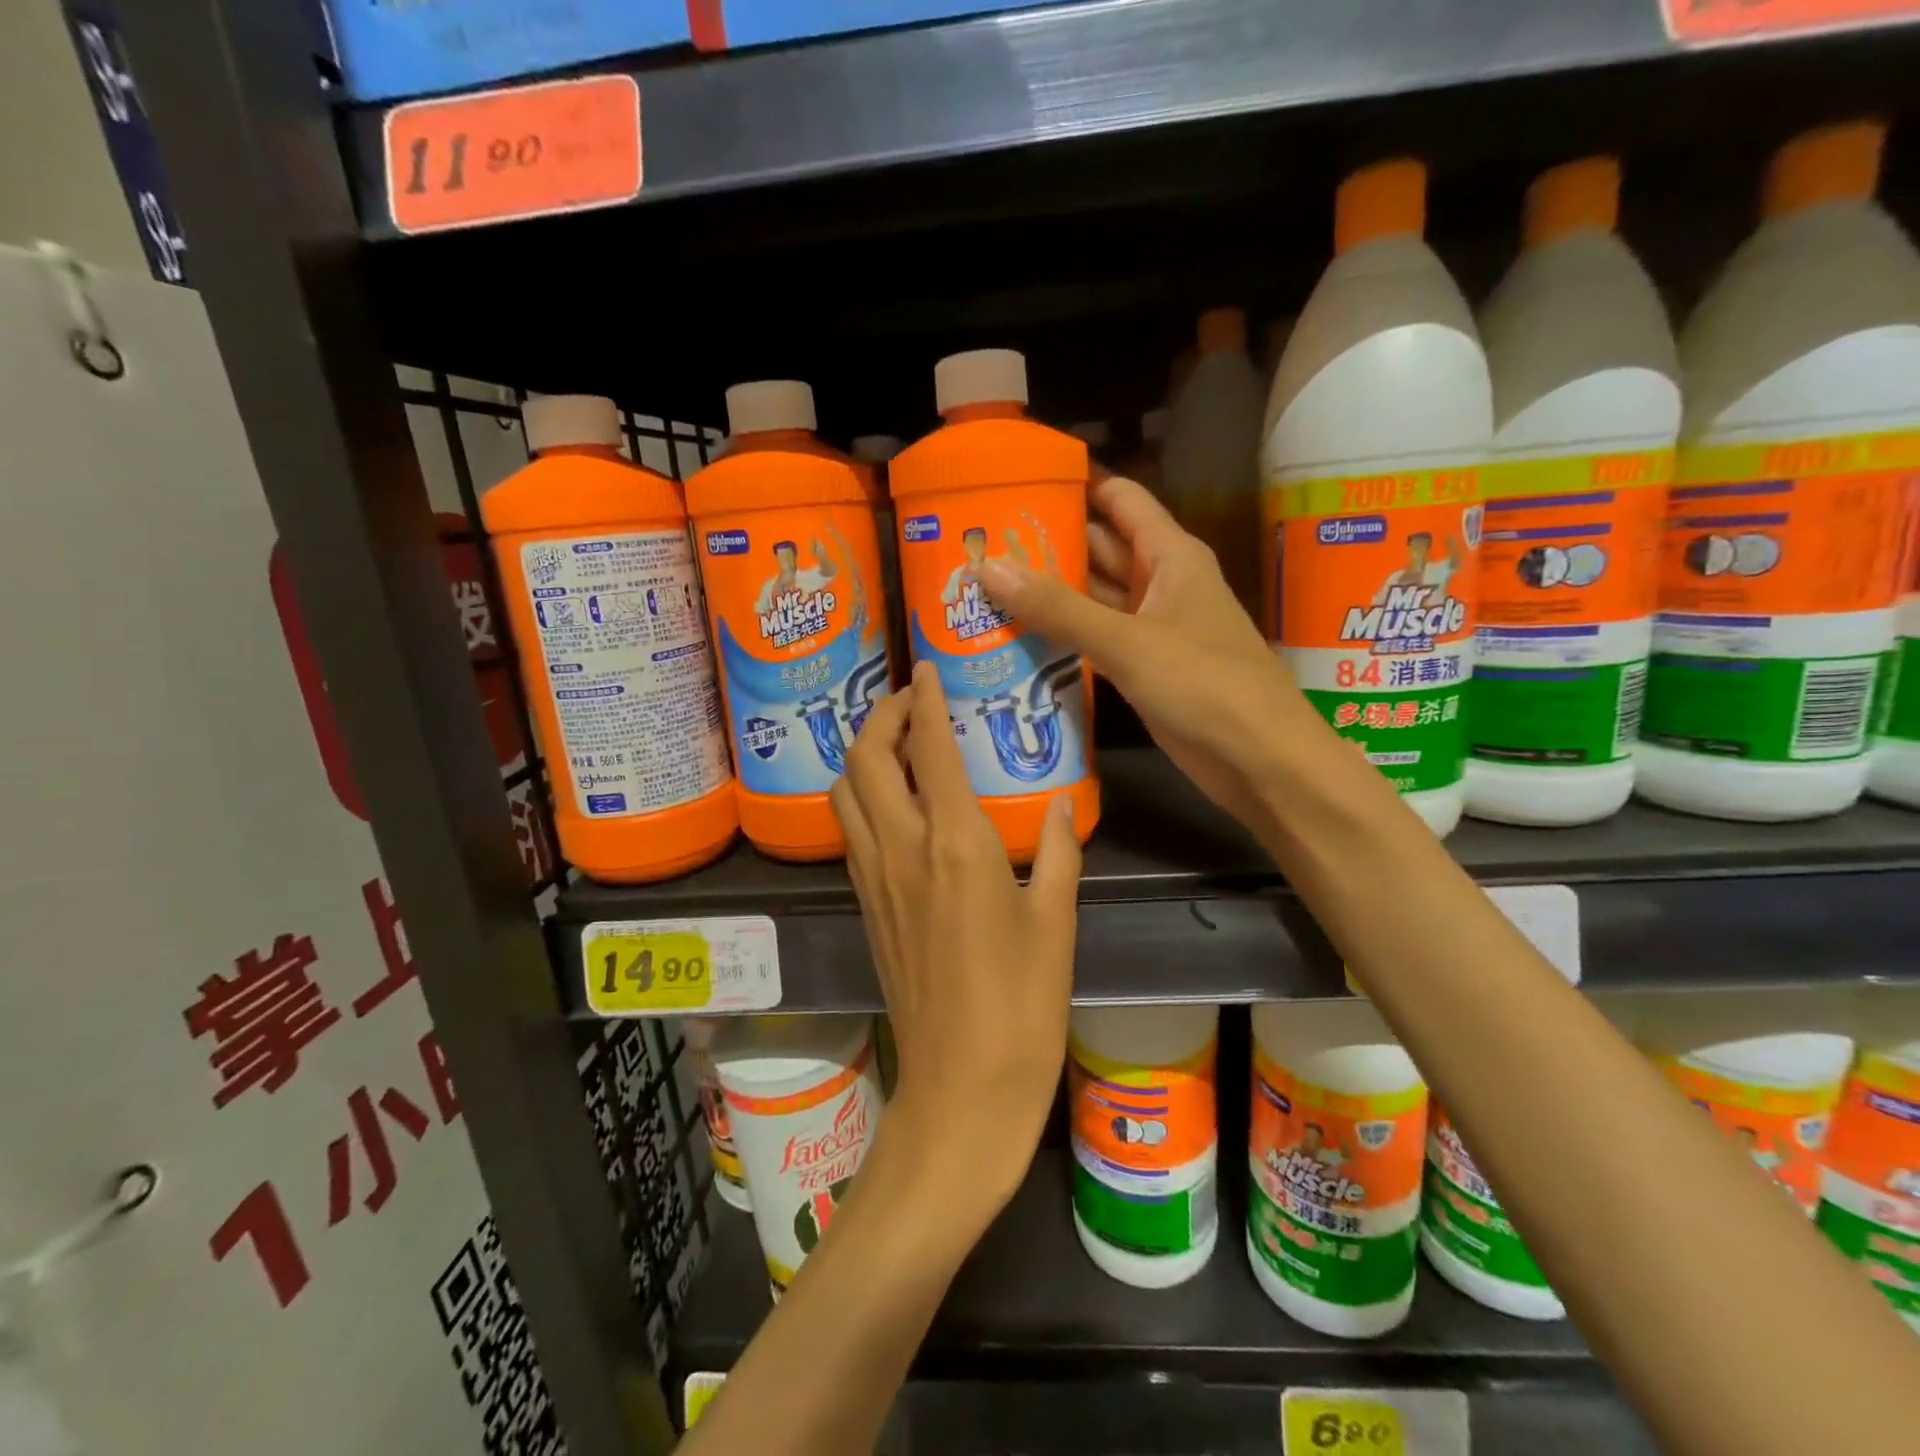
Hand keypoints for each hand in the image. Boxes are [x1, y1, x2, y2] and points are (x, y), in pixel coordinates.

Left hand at [830, 661, 1081, 1219]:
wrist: (960, 1090)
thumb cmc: (1021, 1008)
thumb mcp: (1055, 923)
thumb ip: (1059, 852)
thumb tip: (1063, 802)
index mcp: (955, 846)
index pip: (929, 750)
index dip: (925, 701)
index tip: (927, 668)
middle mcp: (902, 851)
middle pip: (865, 760)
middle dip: (881, 716)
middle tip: (910, 702)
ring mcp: (874, 880)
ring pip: (845, 793)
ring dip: (861, 754)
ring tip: (896, 743)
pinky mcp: (865, 907)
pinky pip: (851, 831)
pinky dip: (860, 795)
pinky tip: (892, 801)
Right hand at [978, 475, 1323, 828]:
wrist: (1259, 760)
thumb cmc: (1205, 684)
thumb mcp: (1127, 641)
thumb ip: (1058, 607)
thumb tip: (988, 568)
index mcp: (1170, 556)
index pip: (1119, 499)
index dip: (1075, 482)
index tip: (1017, 477)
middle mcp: (1160, 583)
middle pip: (1099, 547)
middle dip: (1047, 541)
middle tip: (979, 539)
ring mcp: (1151, 628)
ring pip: (1093, 597)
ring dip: (1049, 592)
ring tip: (982, 583)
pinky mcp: (1142, 668)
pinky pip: (1094, 639)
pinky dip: (1061, 636)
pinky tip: (1015, 635)